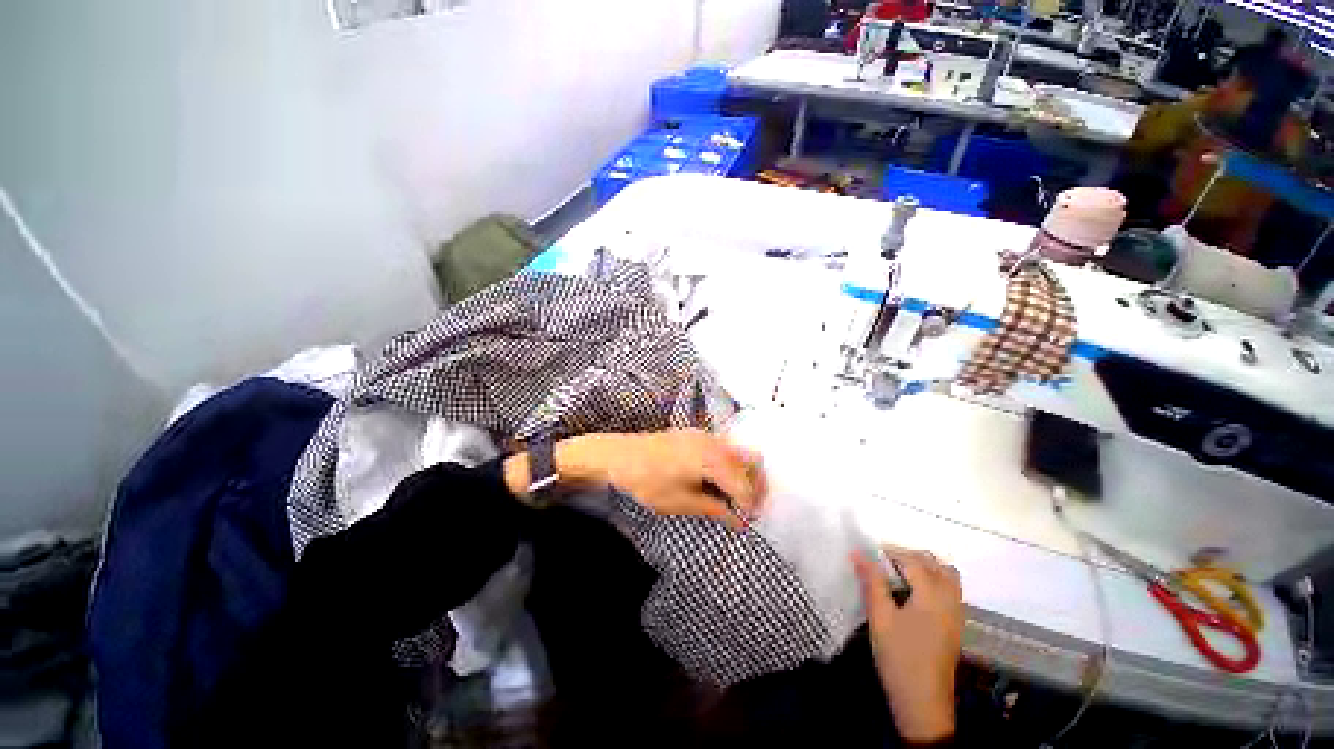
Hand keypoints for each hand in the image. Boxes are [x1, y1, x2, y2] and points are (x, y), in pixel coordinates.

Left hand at [559, 430, 766, 528]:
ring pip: (739, 452)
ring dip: (745, 474)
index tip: (748, 522)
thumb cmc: (646, 481)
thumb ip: (713, 509)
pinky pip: (725, 447)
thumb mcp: (679, 501)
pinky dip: (731, 464)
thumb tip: (738, 521)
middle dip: (757, 485)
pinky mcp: (696, 434)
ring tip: (737, 498)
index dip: (750, 505)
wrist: (618, 455)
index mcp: (711, 459)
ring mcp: (705, 435)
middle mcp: (713, 442)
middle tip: (750, 508)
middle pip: (751, 460)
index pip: (743, 484)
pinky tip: (720, 482)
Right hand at [853, 546, 963, 744]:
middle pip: (935, 564)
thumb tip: (859, 552)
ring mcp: (956, 614)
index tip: (869, 554)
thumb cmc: (899, 656)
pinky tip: (912, 595)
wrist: (923, 703)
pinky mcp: (955, 626)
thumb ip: (872, 581)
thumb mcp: (880, 617)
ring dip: (924, 568)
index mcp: (932, 595)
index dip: (891, 552)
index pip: (913, 560)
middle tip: (883, 563)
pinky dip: (933, 582)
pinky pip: (950, 591)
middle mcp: (950, 599)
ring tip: (898, 575)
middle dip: (909, 556)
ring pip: (947, 577)